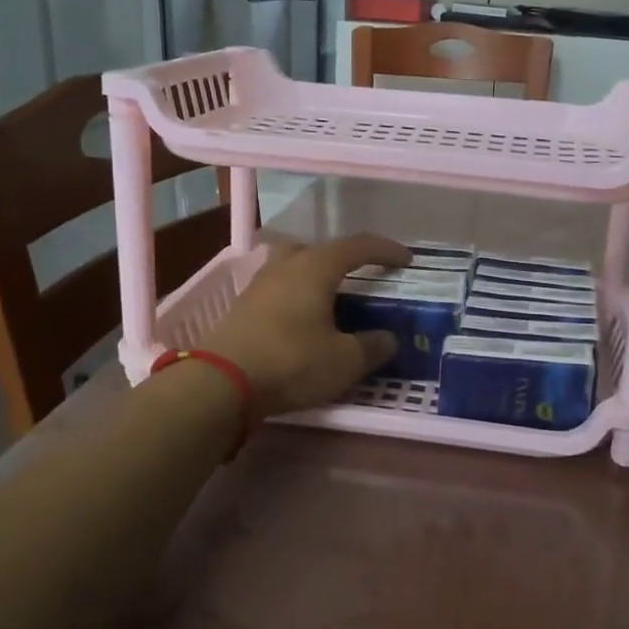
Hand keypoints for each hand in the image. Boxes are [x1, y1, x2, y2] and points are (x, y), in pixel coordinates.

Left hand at [203, 234, 411, 416]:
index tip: (407, 260)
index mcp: (316, 267)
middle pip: (320, 249)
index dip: (386, 250)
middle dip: (344, 259)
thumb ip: (372, 347)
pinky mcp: (242, 306)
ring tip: (331, 299)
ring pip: (294, 266)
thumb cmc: (291, 362)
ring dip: (316, 276)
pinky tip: (302, 320)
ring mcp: (259, 284)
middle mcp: (286, 266)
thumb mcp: (344, 361)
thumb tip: (388, 339)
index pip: (358, 246)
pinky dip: (297, 295)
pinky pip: (279, 288)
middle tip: (362, 277)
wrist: (221, 383)